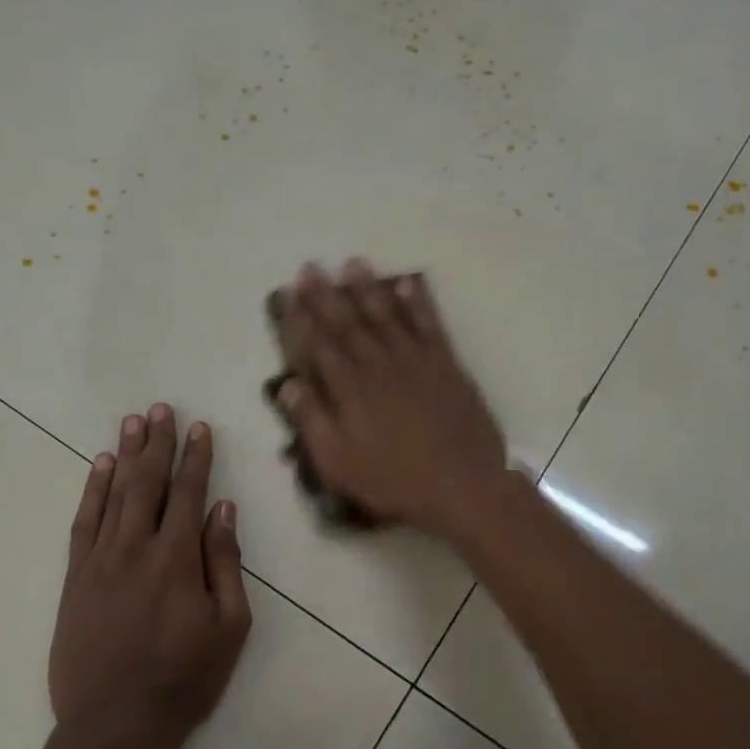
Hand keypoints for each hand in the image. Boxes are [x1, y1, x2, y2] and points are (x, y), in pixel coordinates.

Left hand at [47, 405, 251, 748]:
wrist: (115, 725)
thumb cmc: (185, 679)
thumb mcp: (229, 626)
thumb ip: (225, 563)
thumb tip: (223, 510)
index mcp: (177, 559)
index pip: (188, 493)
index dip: (195, 458)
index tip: (199, 428)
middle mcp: (135, 548)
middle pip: (148, 483)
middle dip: (157, 443)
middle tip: (161, 409)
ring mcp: (99, 561)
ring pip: (113, 495)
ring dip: (125, 455)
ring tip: (132, 422)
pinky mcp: (74, 579)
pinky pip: (83, 523)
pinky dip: (92, 491)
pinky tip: (100, 468)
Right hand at [276, 260, 508, 540]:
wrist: (462, 484)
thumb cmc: (394, 480)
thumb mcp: (339, 464)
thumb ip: (311, 422)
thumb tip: (287, 386)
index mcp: (350, 389)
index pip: (319, 344)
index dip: (301, 317)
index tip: (288, 293)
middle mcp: (380, 364)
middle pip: (348, 322)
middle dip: (327, 294)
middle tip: (311, 267)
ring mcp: (416, 360)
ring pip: (387, 314)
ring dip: (368, 288)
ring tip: (353, 263)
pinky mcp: (446, 365)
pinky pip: (429, 323)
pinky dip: (418, 301)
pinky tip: (408, 283)